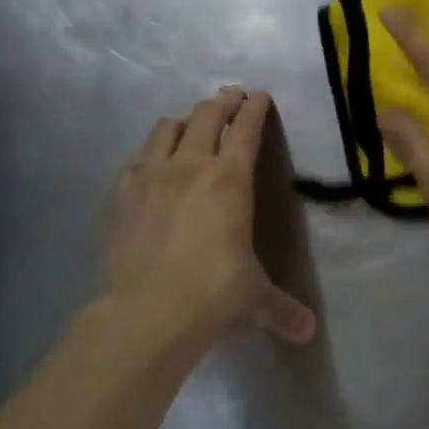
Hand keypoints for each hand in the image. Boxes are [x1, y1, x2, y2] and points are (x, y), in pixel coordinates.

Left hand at [105, 88, 316, 343]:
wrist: (148, 310)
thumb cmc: (214, 293)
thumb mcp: (255, 298)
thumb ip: (282, 308)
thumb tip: (307, 332)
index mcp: (230, 179)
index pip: (246, 129)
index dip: (255, 108)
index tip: (260, 96)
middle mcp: (190, 166)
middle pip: (206, 115)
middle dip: (222, 101)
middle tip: (230, 97)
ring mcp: (150, 176)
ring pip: (166, 128)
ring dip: (183, 122)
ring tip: (189, 126)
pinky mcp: (120, 194)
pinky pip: (136, 161)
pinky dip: (148, 157)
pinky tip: (150, 169)